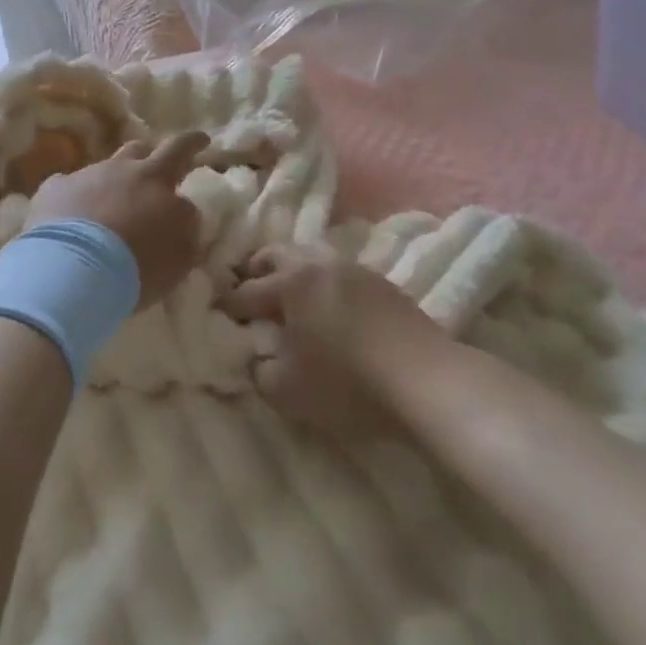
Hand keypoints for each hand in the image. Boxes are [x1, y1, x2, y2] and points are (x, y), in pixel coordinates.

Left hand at [26, 133, 208, 306]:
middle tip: (159, 162)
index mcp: (157, 180)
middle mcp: (122, 169)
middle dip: (151, 152)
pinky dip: (75, 198)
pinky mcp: (54, 190)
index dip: (194, 144)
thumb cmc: (135, 268)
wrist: (71, 271)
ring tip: (113, 201)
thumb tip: (183, 216)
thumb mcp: (177, 257)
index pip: (181, 151)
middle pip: (141, 148)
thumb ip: (185, 232)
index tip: (202, 141)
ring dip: (114, 179)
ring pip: (105, 166)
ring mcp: (85, 176)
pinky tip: (70, 216)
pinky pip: (67, 186)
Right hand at [224, 245, 440, 438]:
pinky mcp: (381, 282)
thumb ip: (260, 372)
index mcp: (290, 283)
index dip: (228, 306)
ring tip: (290, 298)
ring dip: (292, 271)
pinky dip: (322, 282)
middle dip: (256, 271)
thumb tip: (257, 359)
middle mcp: (318, 264)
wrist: (427, 380)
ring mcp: (353, 269)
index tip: (218, 316)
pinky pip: (337, 271)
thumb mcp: (287, 391)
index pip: (246, 291)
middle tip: (249, 293)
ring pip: (310, 256)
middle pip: (276, 254)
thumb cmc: (347, 383)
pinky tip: (328, 307)